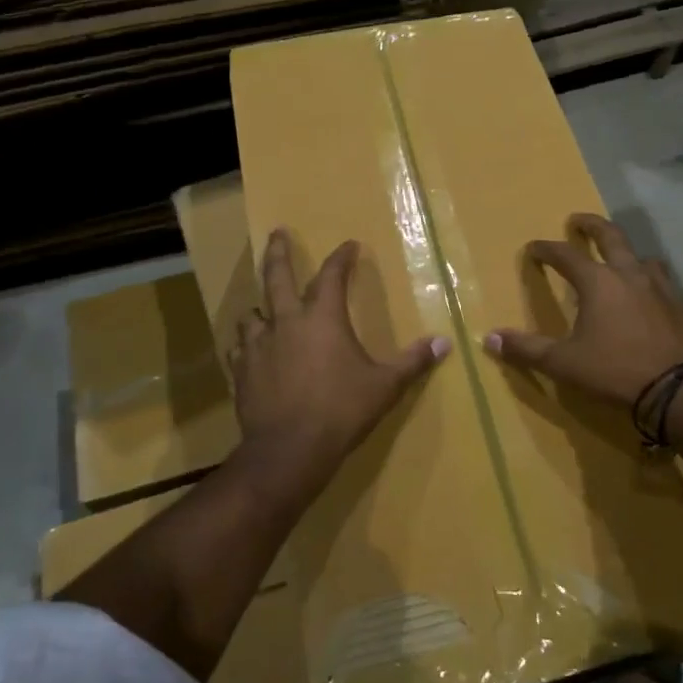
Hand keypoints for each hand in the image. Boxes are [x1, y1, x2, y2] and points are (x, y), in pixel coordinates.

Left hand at [229, 228, 447, 505]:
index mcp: (322, 318)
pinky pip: (239, 349)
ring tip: (264, 307)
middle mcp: (286, 322)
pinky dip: (246, 344)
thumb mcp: (385, 387)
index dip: (341, 257)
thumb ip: (412, 362)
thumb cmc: (342, 411)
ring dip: (261, 306)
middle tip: (277, 233)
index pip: (332, 275)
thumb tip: (443, 343)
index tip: (349, 245)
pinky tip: (249, 351)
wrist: (289, 449)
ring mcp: (258, 346)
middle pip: (277, 276)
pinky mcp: (241, 372)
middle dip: (278, 251)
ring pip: (253, 313)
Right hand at [484, 213, 682, 404]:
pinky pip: (664, 282)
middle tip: (577, 220)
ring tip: (619, 260)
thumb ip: (527, 349)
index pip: (565, 255)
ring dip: (626, 253)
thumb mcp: (564, 363)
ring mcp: (662, 287)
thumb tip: (490, 338)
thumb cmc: (616, 371)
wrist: (681, 391)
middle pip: (610, 237)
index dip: (546, 249)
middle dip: (591, 225)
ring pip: (642, 257)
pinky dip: (650, 280)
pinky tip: (650, 296)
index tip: (534, 248)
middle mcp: (630, 274)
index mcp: (598, 283)